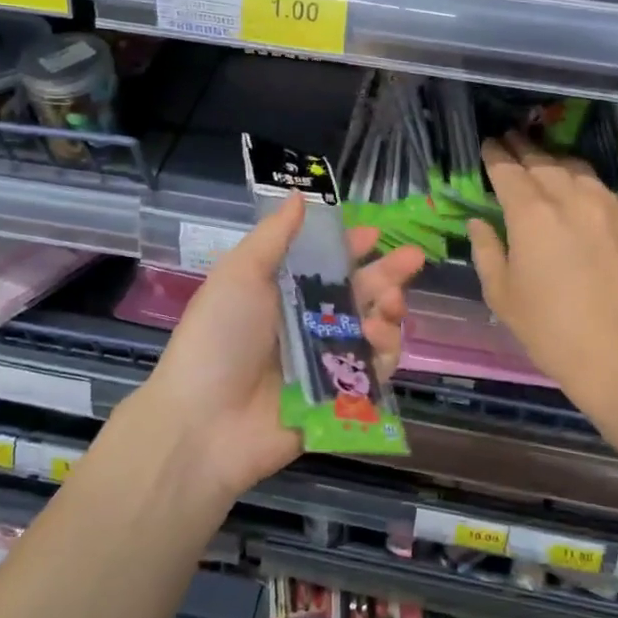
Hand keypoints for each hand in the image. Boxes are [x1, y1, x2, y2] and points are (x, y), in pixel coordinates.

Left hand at [134, 193, 424, 502]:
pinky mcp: (339, 397)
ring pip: (372, 330)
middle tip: (413, 258)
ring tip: (390, 305)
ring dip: (389, 310)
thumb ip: (275, 236)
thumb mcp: (240, 274)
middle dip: (388, 274)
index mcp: (282, 293)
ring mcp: (325, 362)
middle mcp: (306, 324)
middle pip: (358, 294)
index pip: (325, 264)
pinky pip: (374, 371)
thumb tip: (298, 196)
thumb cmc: (220, 337)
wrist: (204, 422)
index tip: (376, 234)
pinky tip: (379, 339)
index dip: (352, 247)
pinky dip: (384, 352)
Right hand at [468, 135, 617, 402]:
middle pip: (543, 162)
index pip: (508, 170)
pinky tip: (579, 194)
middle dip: (523, 150)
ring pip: (577, 170)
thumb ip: (487, 251)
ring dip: (555, 162)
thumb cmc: (551, 330)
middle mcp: (571, 198)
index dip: (495, 155)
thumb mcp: (502, 295)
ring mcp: (608, 207)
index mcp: (531, 214)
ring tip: (543, 162)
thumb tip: (479, 223)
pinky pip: (603, 191)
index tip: (488, 145)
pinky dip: (584, 185)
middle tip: (510, 141)